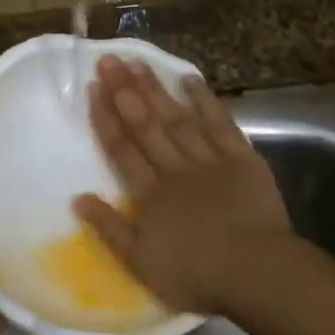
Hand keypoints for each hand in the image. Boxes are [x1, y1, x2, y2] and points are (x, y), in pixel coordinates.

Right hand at [74, 55, 291, 316]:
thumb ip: (109, 229)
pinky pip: (221, 124)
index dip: (106, 118)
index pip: (122, 149)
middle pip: (147, 125)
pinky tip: (190, 79)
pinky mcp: (242, 159)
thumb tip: (78, 199)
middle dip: (125, 92)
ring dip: (157, 90)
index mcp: (150, 194)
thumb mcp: (141, 263)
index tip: (93, 88)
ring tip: (138, 62)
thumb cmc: (196, 274)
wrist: (256, 272)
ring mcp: (210, 160)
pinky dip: (206, 101)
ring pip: (178, 118)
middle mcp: (175, 168)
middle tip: (109, 59)